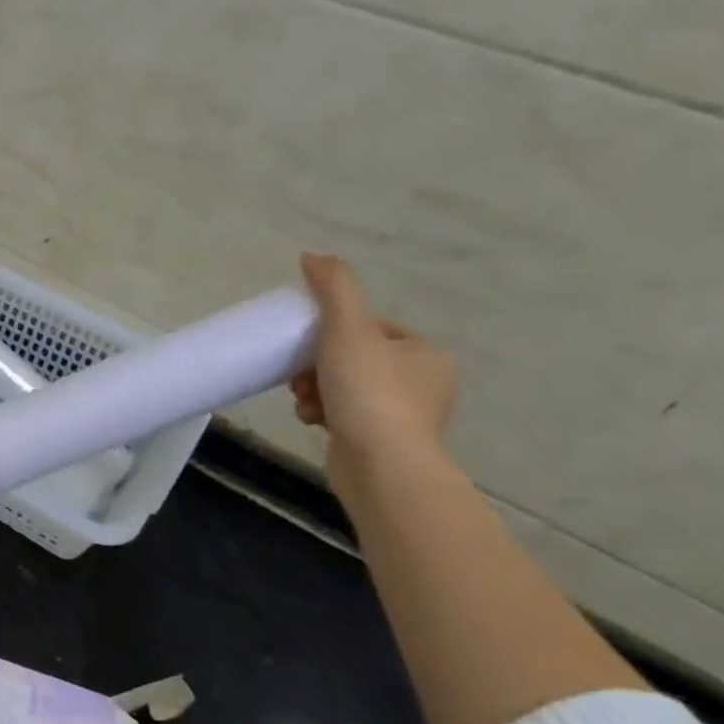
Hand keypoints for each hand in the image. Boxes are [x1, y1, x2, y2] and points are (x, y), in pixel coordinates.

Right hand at [289, 253, 456, 498]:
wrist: (382, 468)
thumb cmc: (369, 393)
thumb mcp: (348, 330)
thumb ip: (333, 289)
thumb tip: (313, 255)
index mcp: (425, 353)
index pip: (370, 328)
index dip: (332, 332)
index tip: (309, 345)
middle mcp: (423, 383)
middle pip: (352, 358)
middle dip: (316, 365)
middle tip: (299, 376)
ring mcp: (404, 417)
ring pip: (343, 387)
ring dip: (313, 388)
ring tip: (303, 400)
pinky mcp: (382, 443)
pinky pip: (343, 415)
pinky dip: (322, 412)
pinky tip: (311, 420)